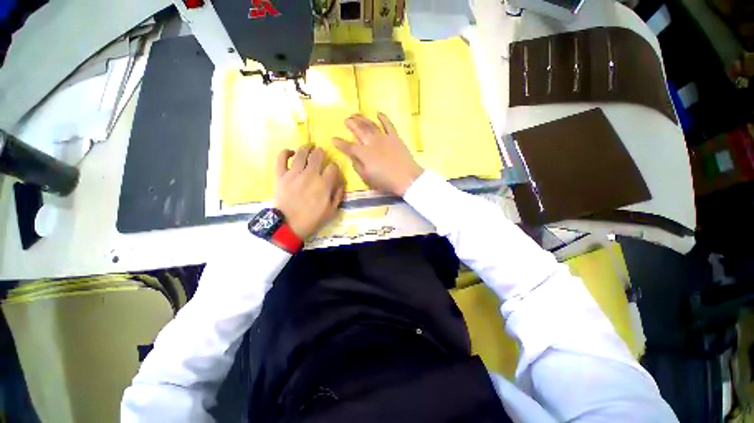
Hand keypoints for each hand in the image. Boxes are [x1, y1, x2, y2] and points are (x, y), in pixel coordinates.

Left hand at [274, 145, 344, 239]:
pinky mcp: (281, 175)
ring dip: (307, 148)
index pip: (333, 167)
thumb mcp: (332, 211)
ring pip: (301, 153)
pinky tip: (291, 152)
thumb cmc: (312, 219)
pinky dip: (286, 152)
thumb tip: (340, 183)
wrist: (288, 226)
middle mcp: (310, 175)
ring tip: (309, 148)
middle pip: (318, 155)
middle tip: (321, 154)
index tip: (333, 170)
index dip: (335, 166)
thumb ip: (338, 195)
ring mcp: (294, 174)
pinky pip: (281, 158)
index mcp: (324, 184)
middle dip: (322, 152)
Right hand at [333, 113, 423, 196]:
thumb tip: (352, 158)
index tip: (333, 139)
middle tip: (346, 119)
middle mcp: (371, 142)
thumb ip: (357, 166)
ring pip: (370, 125)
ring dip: (362, 118)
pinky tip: (378, 113)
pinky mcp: (395, 137)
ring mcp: (384, 138)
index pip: (348, 147)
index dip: (340, 143)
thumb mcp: (367, 178)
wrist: (406, 178)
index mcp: (363, 154)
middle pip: (359, 130)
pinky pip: (388, 124)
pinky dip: (383, 117)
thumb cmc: (385, 181)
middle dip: (351, 124)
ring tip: (356, 114)